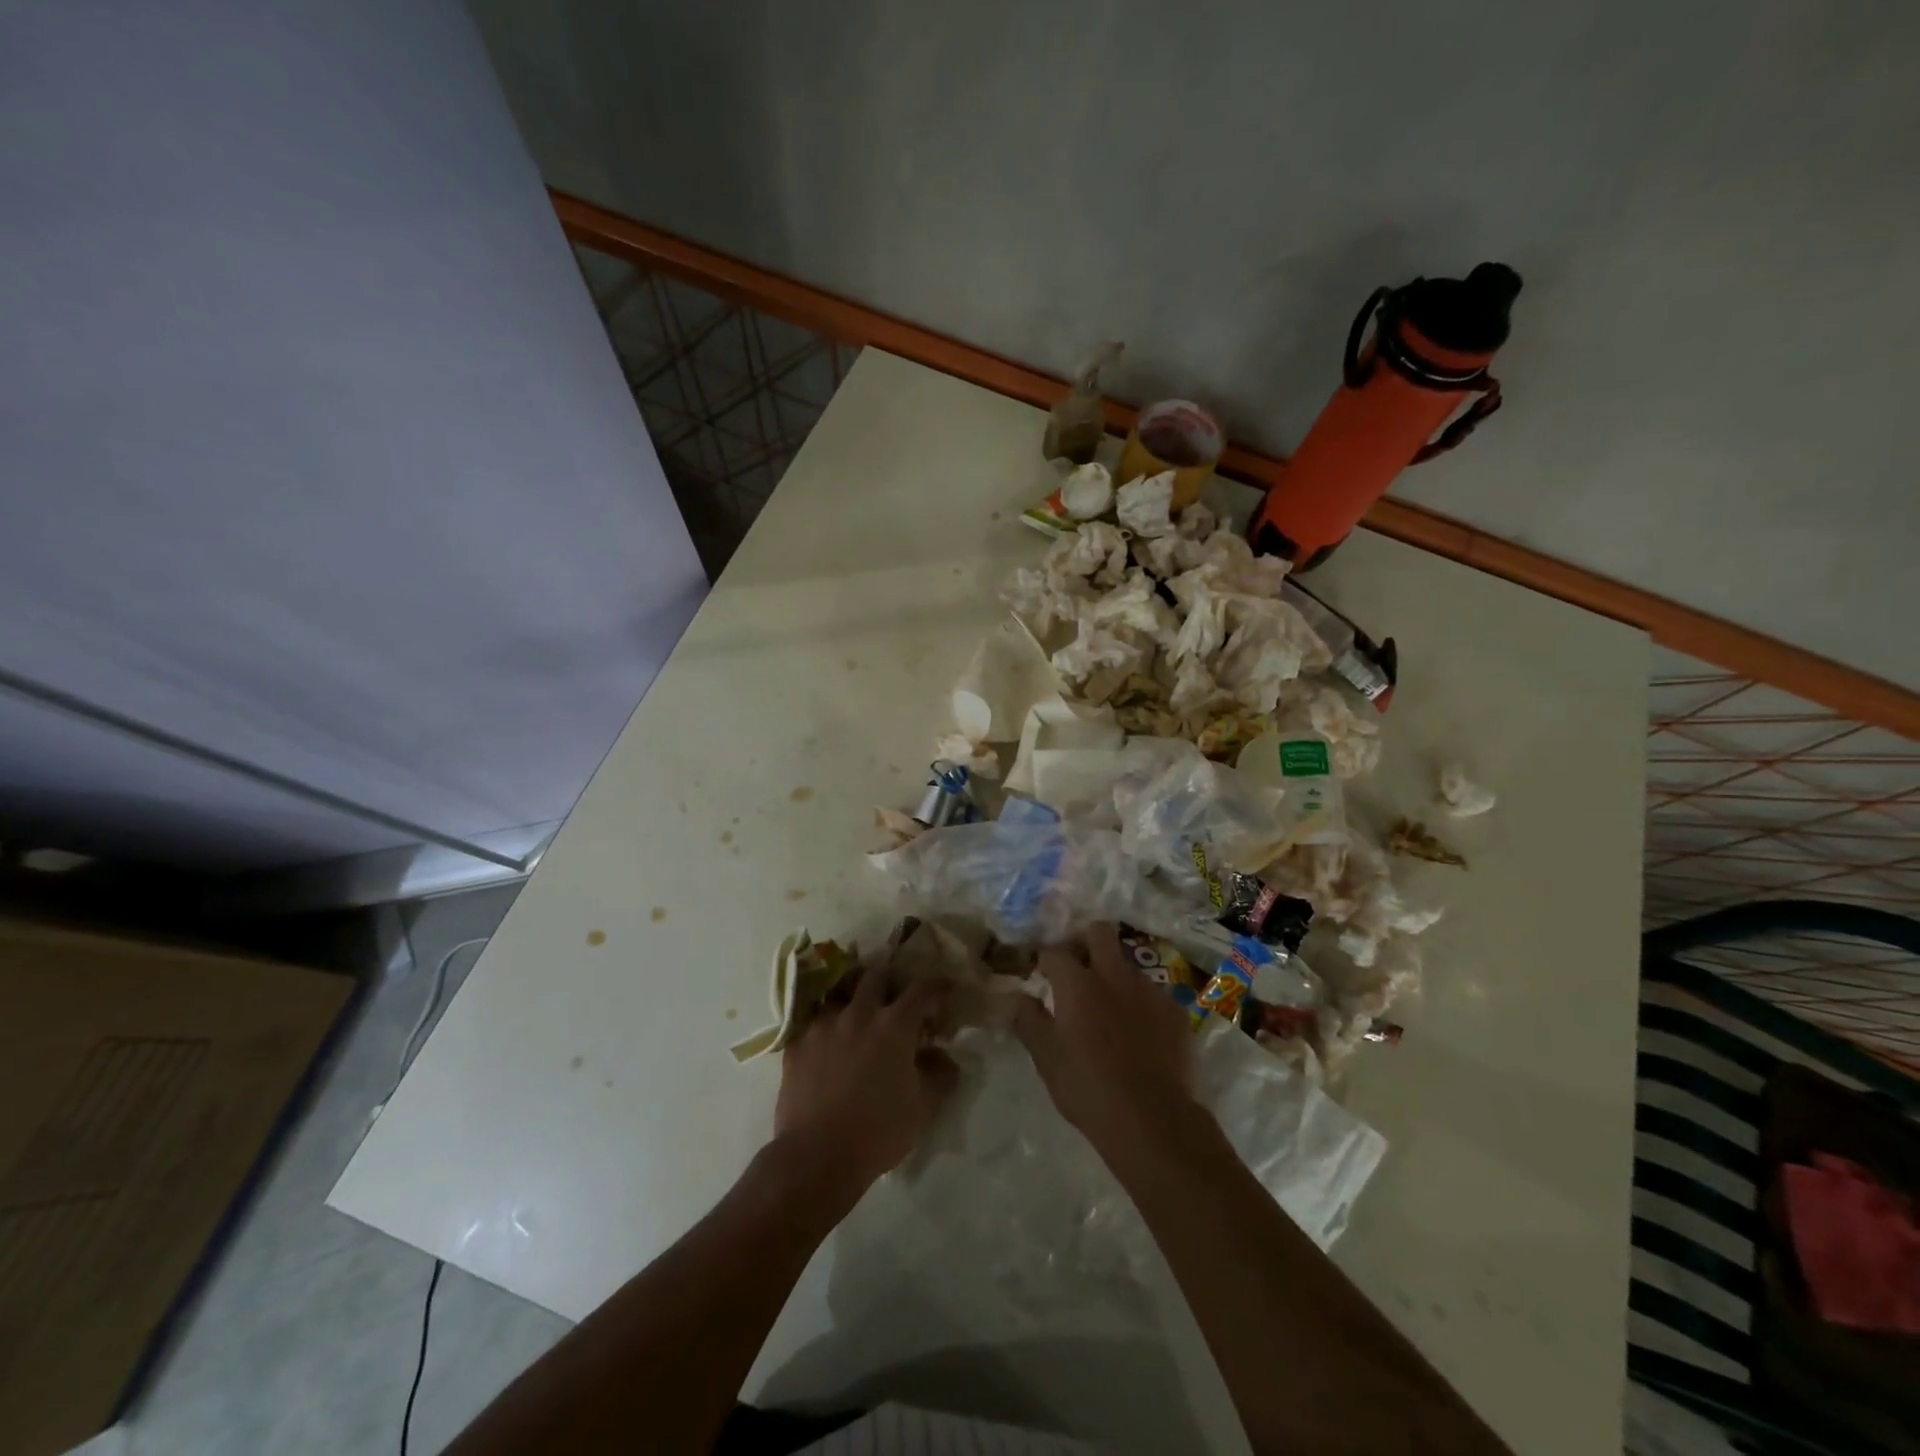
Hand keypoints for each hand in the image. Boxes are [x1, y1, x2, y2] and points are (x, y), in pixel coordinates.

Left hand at [774, 964, 958, 1197]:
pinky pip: (812, 1023)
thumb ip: (940, 1075)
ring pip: (840, 994)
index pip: (922, 990)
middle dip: (890, 981)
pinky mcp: (796, 1044)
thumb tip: (945, 1057)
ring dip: (853, 1001)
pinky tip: (827, 1046)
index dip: (935, 993)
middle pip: (876, 975)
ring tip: (857, 1020)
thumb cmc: (878, 1131)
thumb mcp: (923, 1107)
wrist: (817, 1156)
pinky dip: (825, 1028)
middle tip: (895, 1002)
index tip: (940, 1007)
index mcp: (894, 1024)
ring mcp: (823, 1025)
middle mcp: (859, 1013)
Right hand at [1014, 922, 1198, 1155]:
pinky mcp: (1175, 1011)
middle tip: (1080, 970)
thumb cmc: (1088, 1088)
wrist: (1152, 1120)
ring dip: (1116, 978)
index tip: (1042, 974)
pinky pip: (1154, 996)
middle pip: (1100, 932)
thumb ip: (1029, 1021)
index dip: (1045, 959)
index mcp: (1077, 984)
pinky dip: (1144, 1007)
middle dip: (1087, 942)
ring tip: (1113, 1012)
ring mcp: (1149, 990)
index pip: (1054, 952)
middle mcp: (1114, 975)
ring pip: (1128, 966)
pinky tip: (1143, 1036)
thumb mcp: (1046, 1059)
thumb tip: (1022, 998)